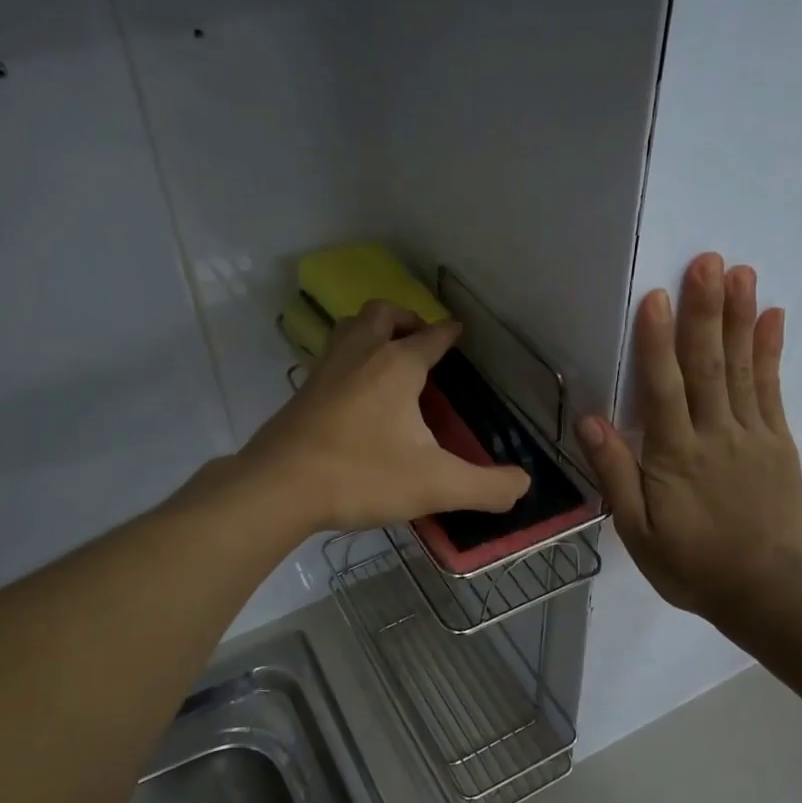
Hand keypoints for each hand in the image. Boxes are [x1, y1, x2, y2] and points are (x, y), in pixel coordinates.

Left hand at [241, 300, 530, 533]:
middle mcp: (360, 354)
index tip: (459, 332)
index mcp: (396, 365)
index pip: (431, 336)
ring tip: (389, 358)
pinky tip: (356, 393)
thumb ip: (486, 487)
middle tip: (421, 342)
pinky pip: (331, 357)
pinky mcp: (302, 392)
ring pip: (350, 329)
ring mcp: (325, 370)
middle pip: (382, 314)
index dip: (449, 333)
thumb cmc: (361, 476)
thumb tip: (523, 486)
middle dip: (406, 319)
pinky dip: (350, 359)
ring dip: (373, 331)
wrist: (278, 487)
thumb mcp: (435, 485)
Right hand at [577, 253, 801, 634]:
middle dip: (706, 312)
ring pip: (741, 369)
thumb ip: (616, 474)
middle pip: (706, 366)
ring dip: (739, 319)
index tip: (658, 296)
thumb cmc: (690, 564)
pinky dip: (770, 352)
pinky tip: (772, 318)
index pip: (664, 389)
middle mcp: (714, 435)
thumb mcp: (636, 531)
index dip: (658, 342)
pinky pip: (772, 390)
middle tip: (708, 261)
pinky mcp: (778, 443)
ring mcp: (752, 435)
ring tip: (740, 273)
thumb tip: (590, 421)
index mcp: (674, 456)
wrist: (766, 592)